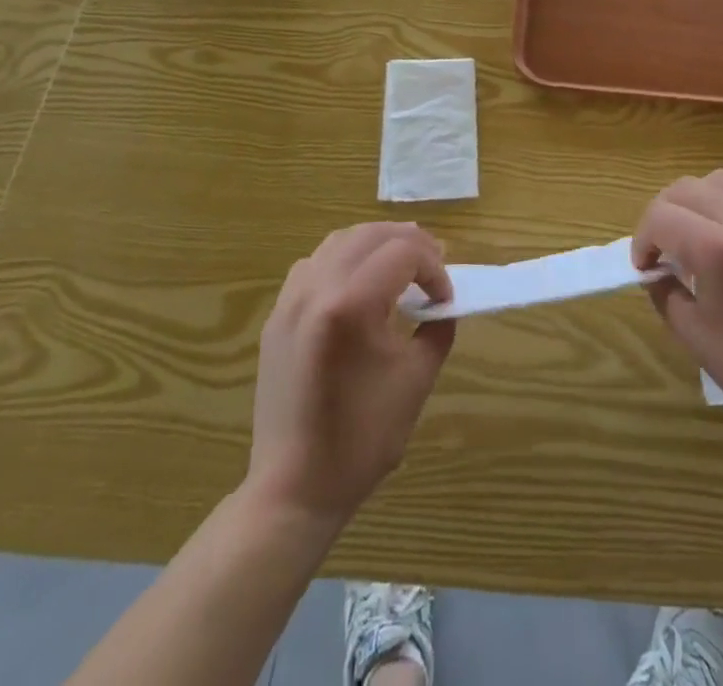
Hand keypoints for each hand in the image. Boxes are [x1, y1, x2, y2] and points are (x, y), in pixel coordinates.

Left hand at [246, 222, 455, 526]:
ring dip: (376, 244)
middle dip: (409, 244)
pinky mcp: (278, 315)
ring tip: (401, 265)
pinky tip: (360, 284)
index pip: (404, 252)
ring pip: (339, 241)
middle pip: (371, 235)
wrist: (294, 487)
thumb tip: (442, 304)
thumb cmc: (362, 439)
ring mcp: (291, 299)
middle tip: (434, 267)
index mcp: (351, 304)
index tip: (445, 299)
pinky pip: (314, 263)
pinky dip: (344, 258)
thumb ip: (437, 329)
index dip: (434, 268)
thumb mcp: (416, 380)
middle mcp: (317, 289)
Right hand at [634, 170, 722, 443]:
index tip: (645, 267)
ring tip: (694, 235)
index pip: (660, 217)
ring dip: (694, 201)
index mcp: (719, 250)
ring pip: (718, 181)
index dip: (642, 240)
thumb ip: (665, 293)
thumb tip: (655, 271)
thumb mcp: (697, 339)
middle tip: (662, 249)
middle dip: (662, 214)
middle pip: (685, 188)